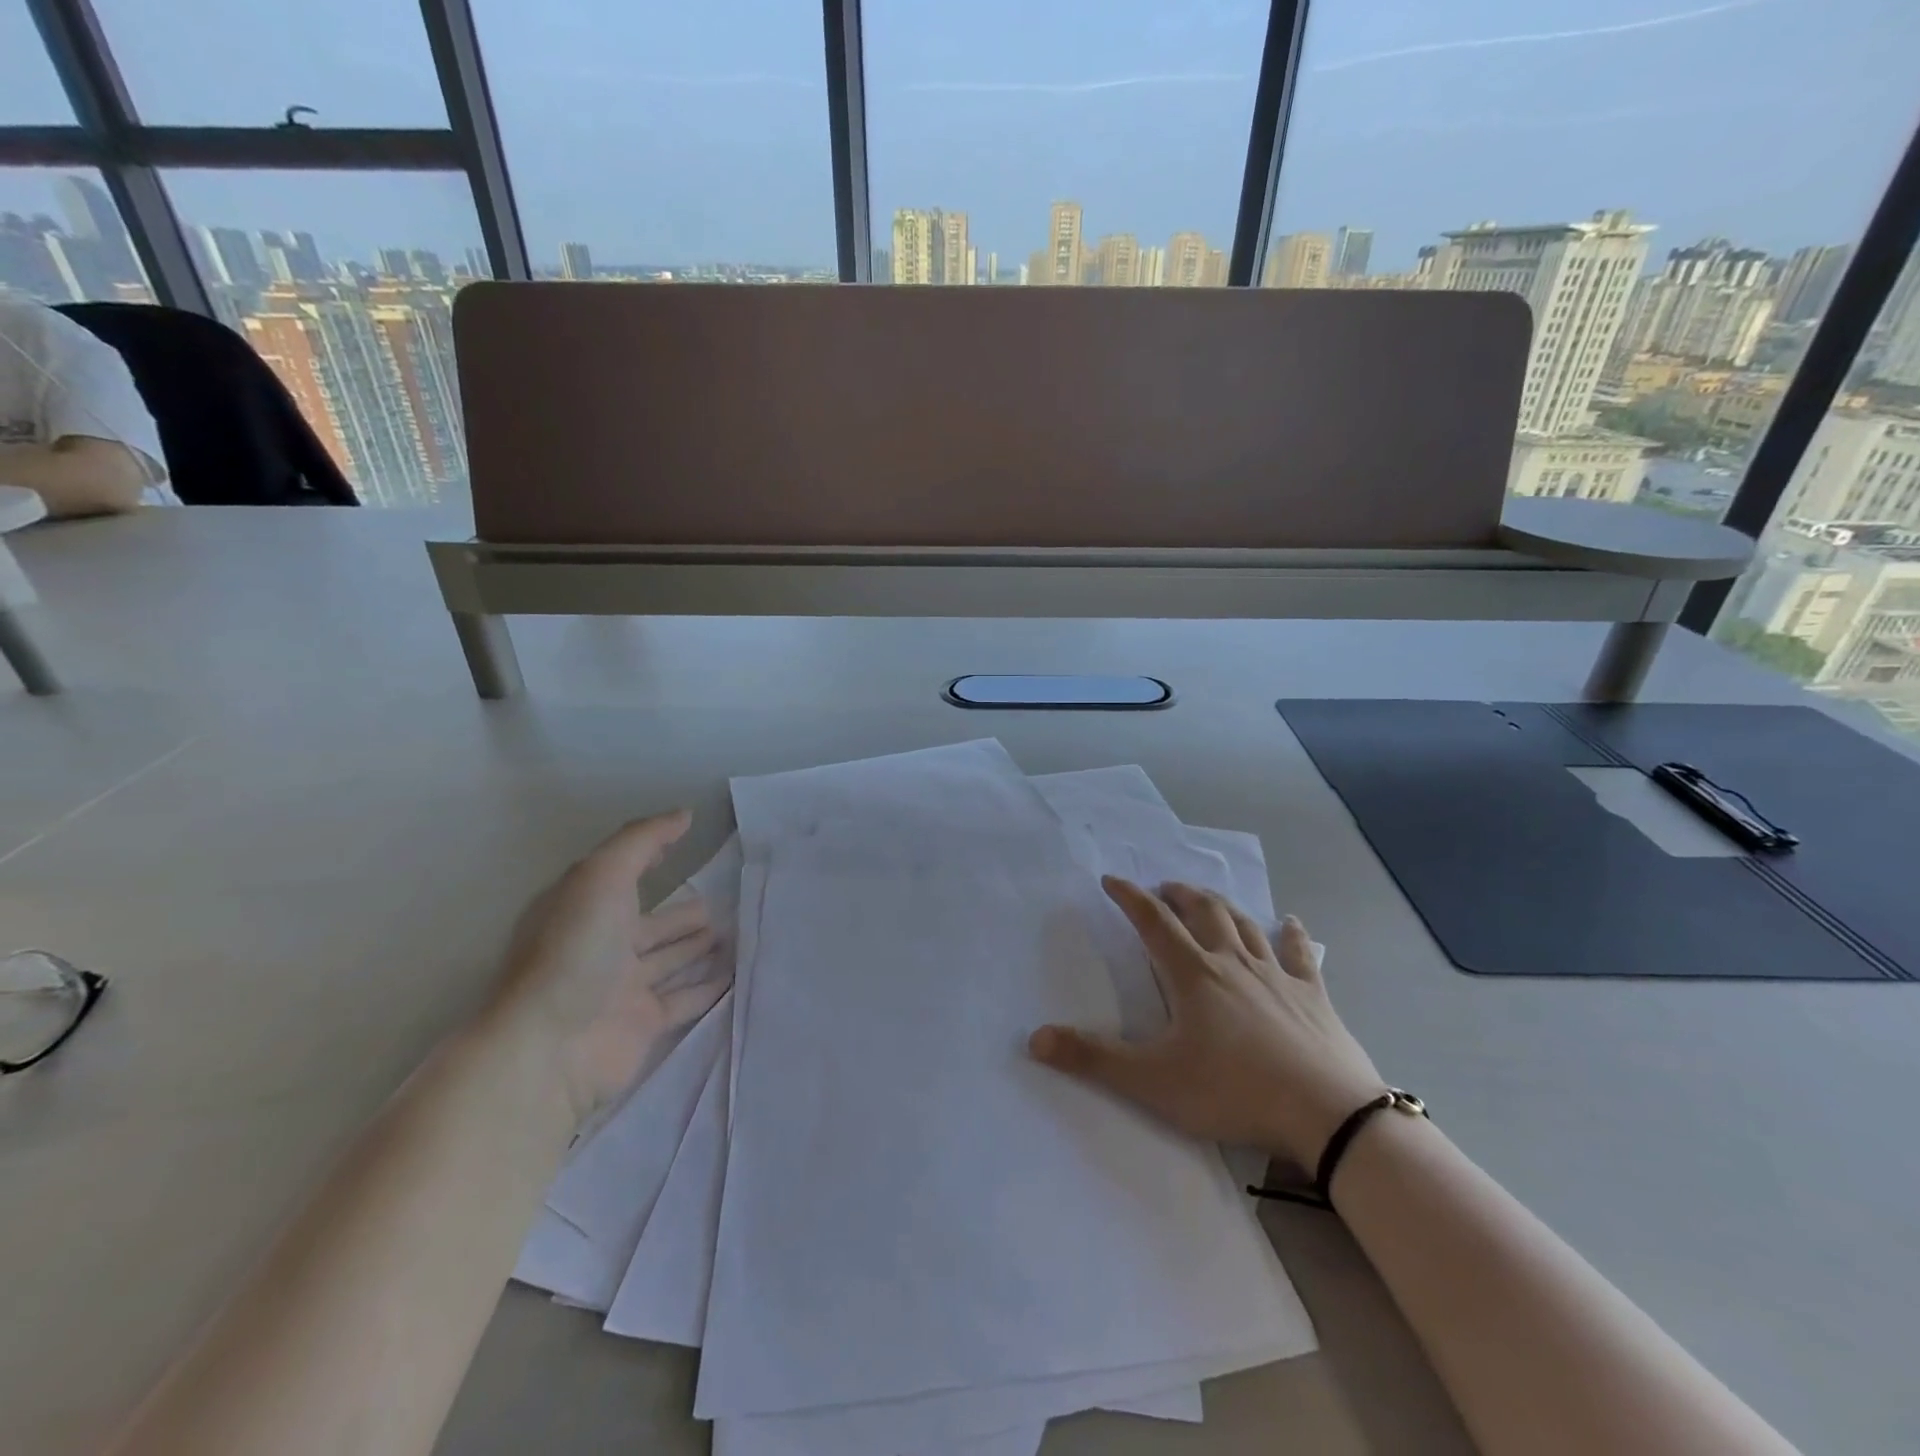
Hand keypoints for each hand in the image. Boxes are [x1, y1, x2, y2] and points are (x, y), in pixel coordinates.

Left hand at [490, 811, 724, 1122]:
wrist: (551, 1047)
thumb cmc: (574, 950)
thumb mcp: (602, 876)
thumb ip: (642, 841)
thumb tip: (684, 815)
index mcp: (582, 909)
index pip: (621, 875)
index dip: (648, 857)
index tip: (685, 842)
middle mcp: (601, 947)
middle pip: (650, 924)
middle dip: (682, 914)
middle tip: (723, 902)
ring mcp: (622, 988)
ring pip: (669, 961)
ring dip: (698, 948)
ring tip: (737, 933)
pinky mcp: (642, 1024)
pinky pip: (684, 998)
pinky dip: (708, 987)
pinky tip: (736, 974)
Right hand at [1029, 877, 1384, 1168]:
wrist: (1327, 1114)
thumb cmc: (1233, 1091)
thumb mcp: (1153, 1081)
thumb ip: (1093, 1059)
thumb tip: (1035, 1038)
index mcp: (1192, 975)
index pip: (1152, 922)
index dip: (1129, 897)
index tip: (1111, 880)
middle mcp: (1232, 962)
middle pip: (1202, 911)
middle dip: (1178, 893)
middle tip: (1163, 888)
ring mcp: (1276, 975)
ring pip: (1244, 924)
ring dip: (1221, 904)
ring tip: (1207, 897)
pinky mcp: (1312, 995)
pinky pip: (1300, 954)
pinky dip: (1292, 934)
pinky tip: (1292, 922)